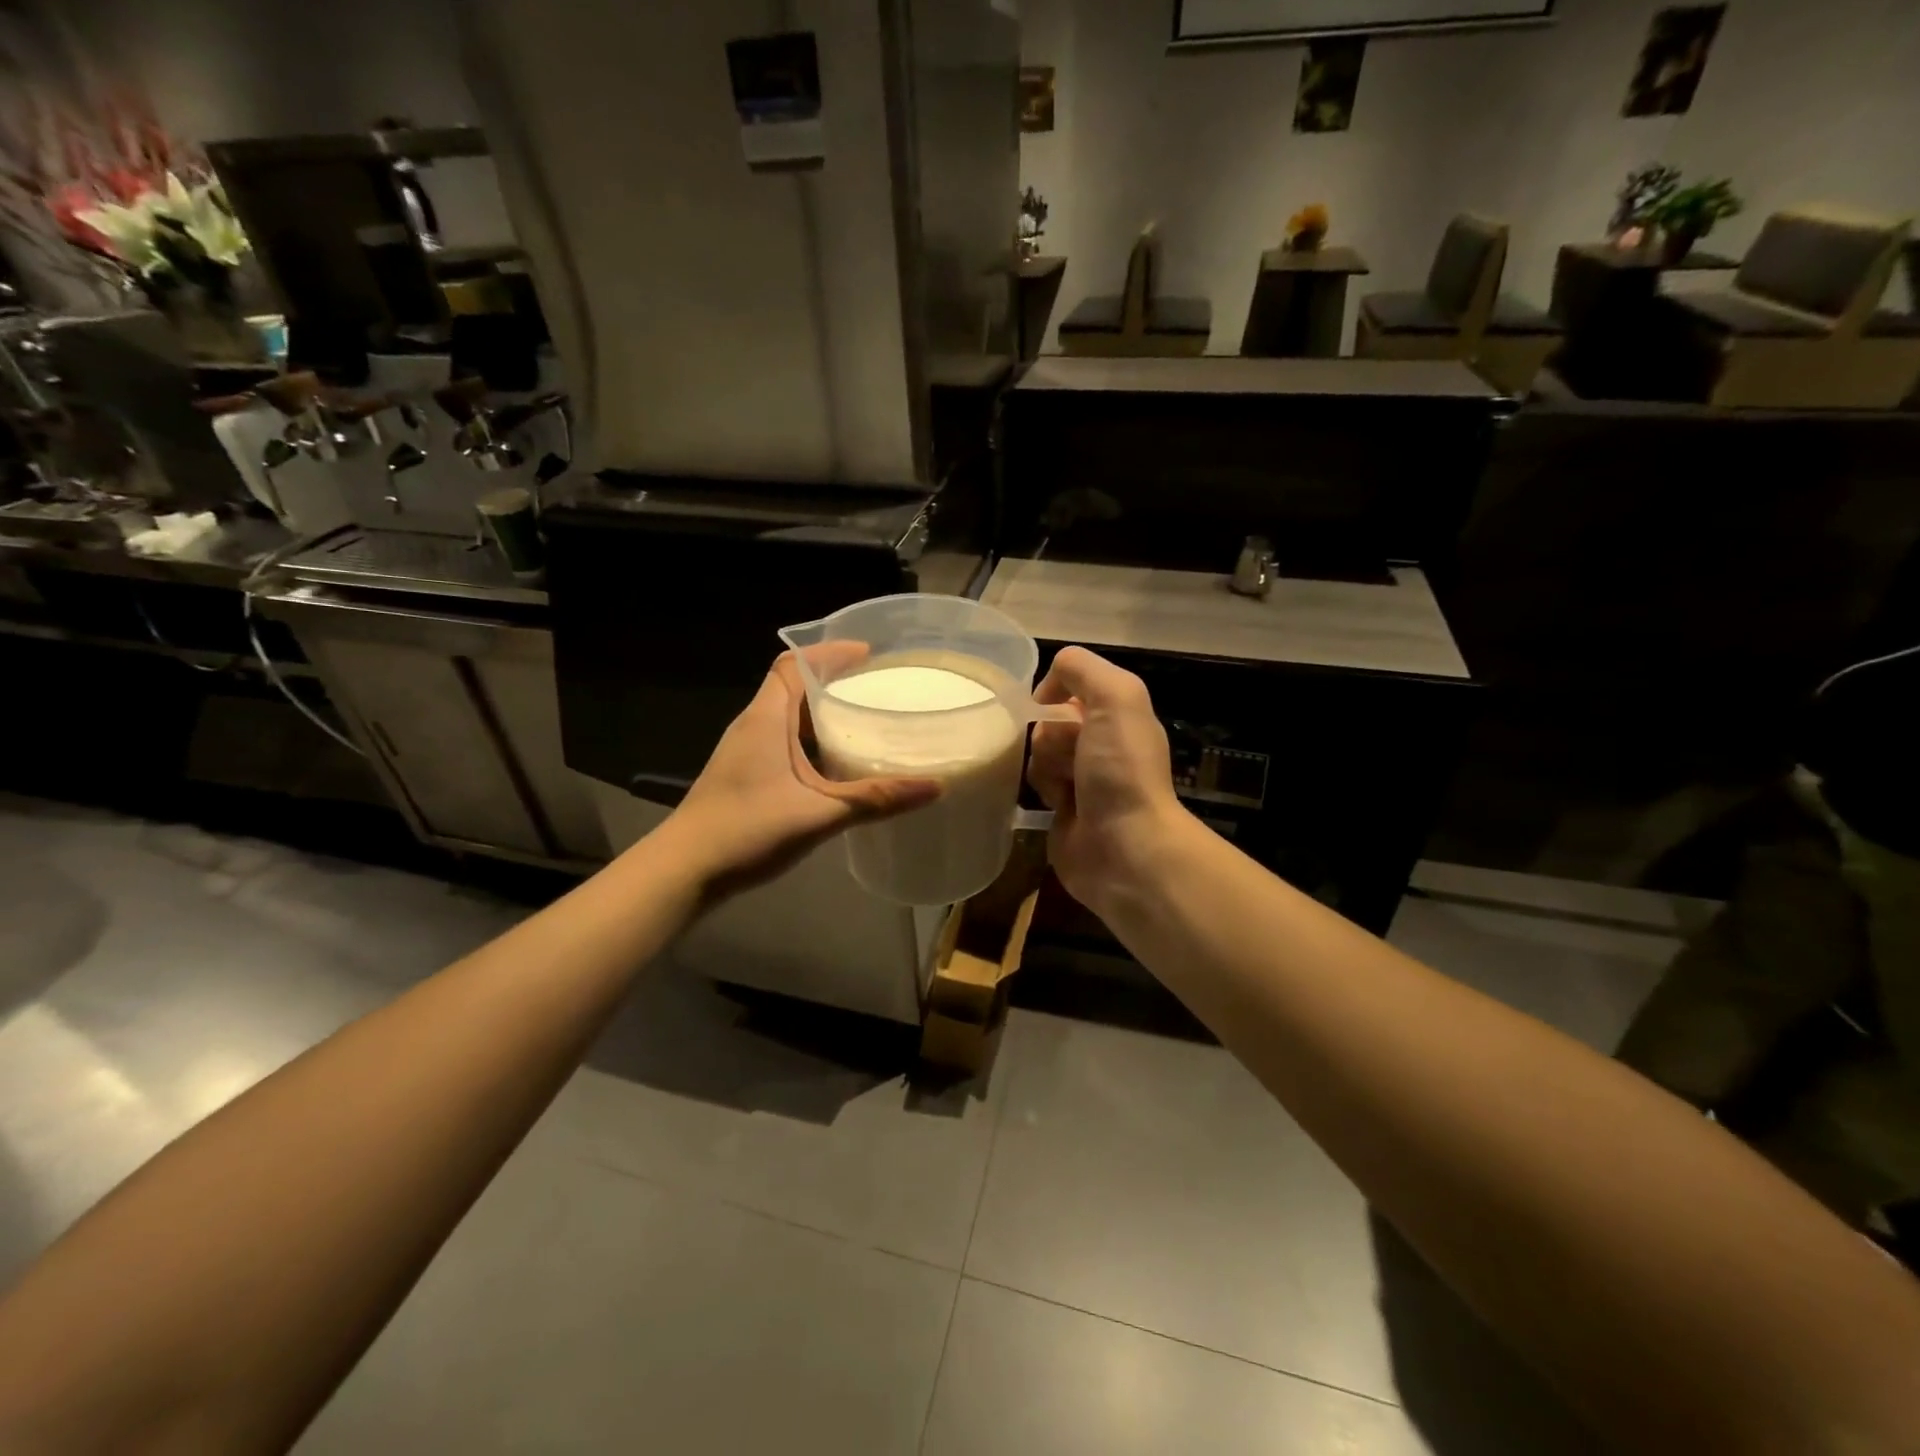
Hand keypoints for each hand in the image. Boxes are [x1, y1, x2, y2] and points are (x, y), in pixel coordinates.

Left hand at [663, 645, 941, 898]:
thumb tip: (935, 786)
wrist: (684, 871)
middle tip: (878, 690)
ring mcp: (746, 751)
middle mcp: (754, 725)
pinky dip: (813, 742)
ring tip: (867, 722)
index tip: (869, 654)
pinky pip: (784, 742)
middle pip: (794, 687)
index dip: (829, 653)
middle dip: (835, 682)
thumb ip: (875, 799)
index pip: (793, 665)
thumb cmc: (746, 831)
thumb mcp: (819, 814)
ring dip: (824, 715)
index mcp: (766, 718)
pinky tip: (838, 766)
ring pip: (789, 717)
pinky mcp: (745, 774)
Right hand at [1027, 647, 1192, 914]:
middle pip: (1049, 721)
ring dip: (1043, 766)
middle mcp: (1102, 743)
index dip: (1055, 695)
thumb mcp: (1115, 696)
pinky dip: (1039, 791)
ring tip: (1064, 789)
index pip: (1070, 687)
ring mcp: (1082, 779)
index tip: (1051, 711)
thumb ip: (1081, 668)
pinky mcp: (1063, 811)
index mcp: (1119, 715)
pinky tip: (1055, 806)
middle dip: (1049, 735)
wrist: (1125, 847)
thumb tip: (1047, 689)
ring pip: (1038, 753)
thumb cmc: (1121, 768)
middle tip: (1069, 759)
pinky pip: (1034, 786)